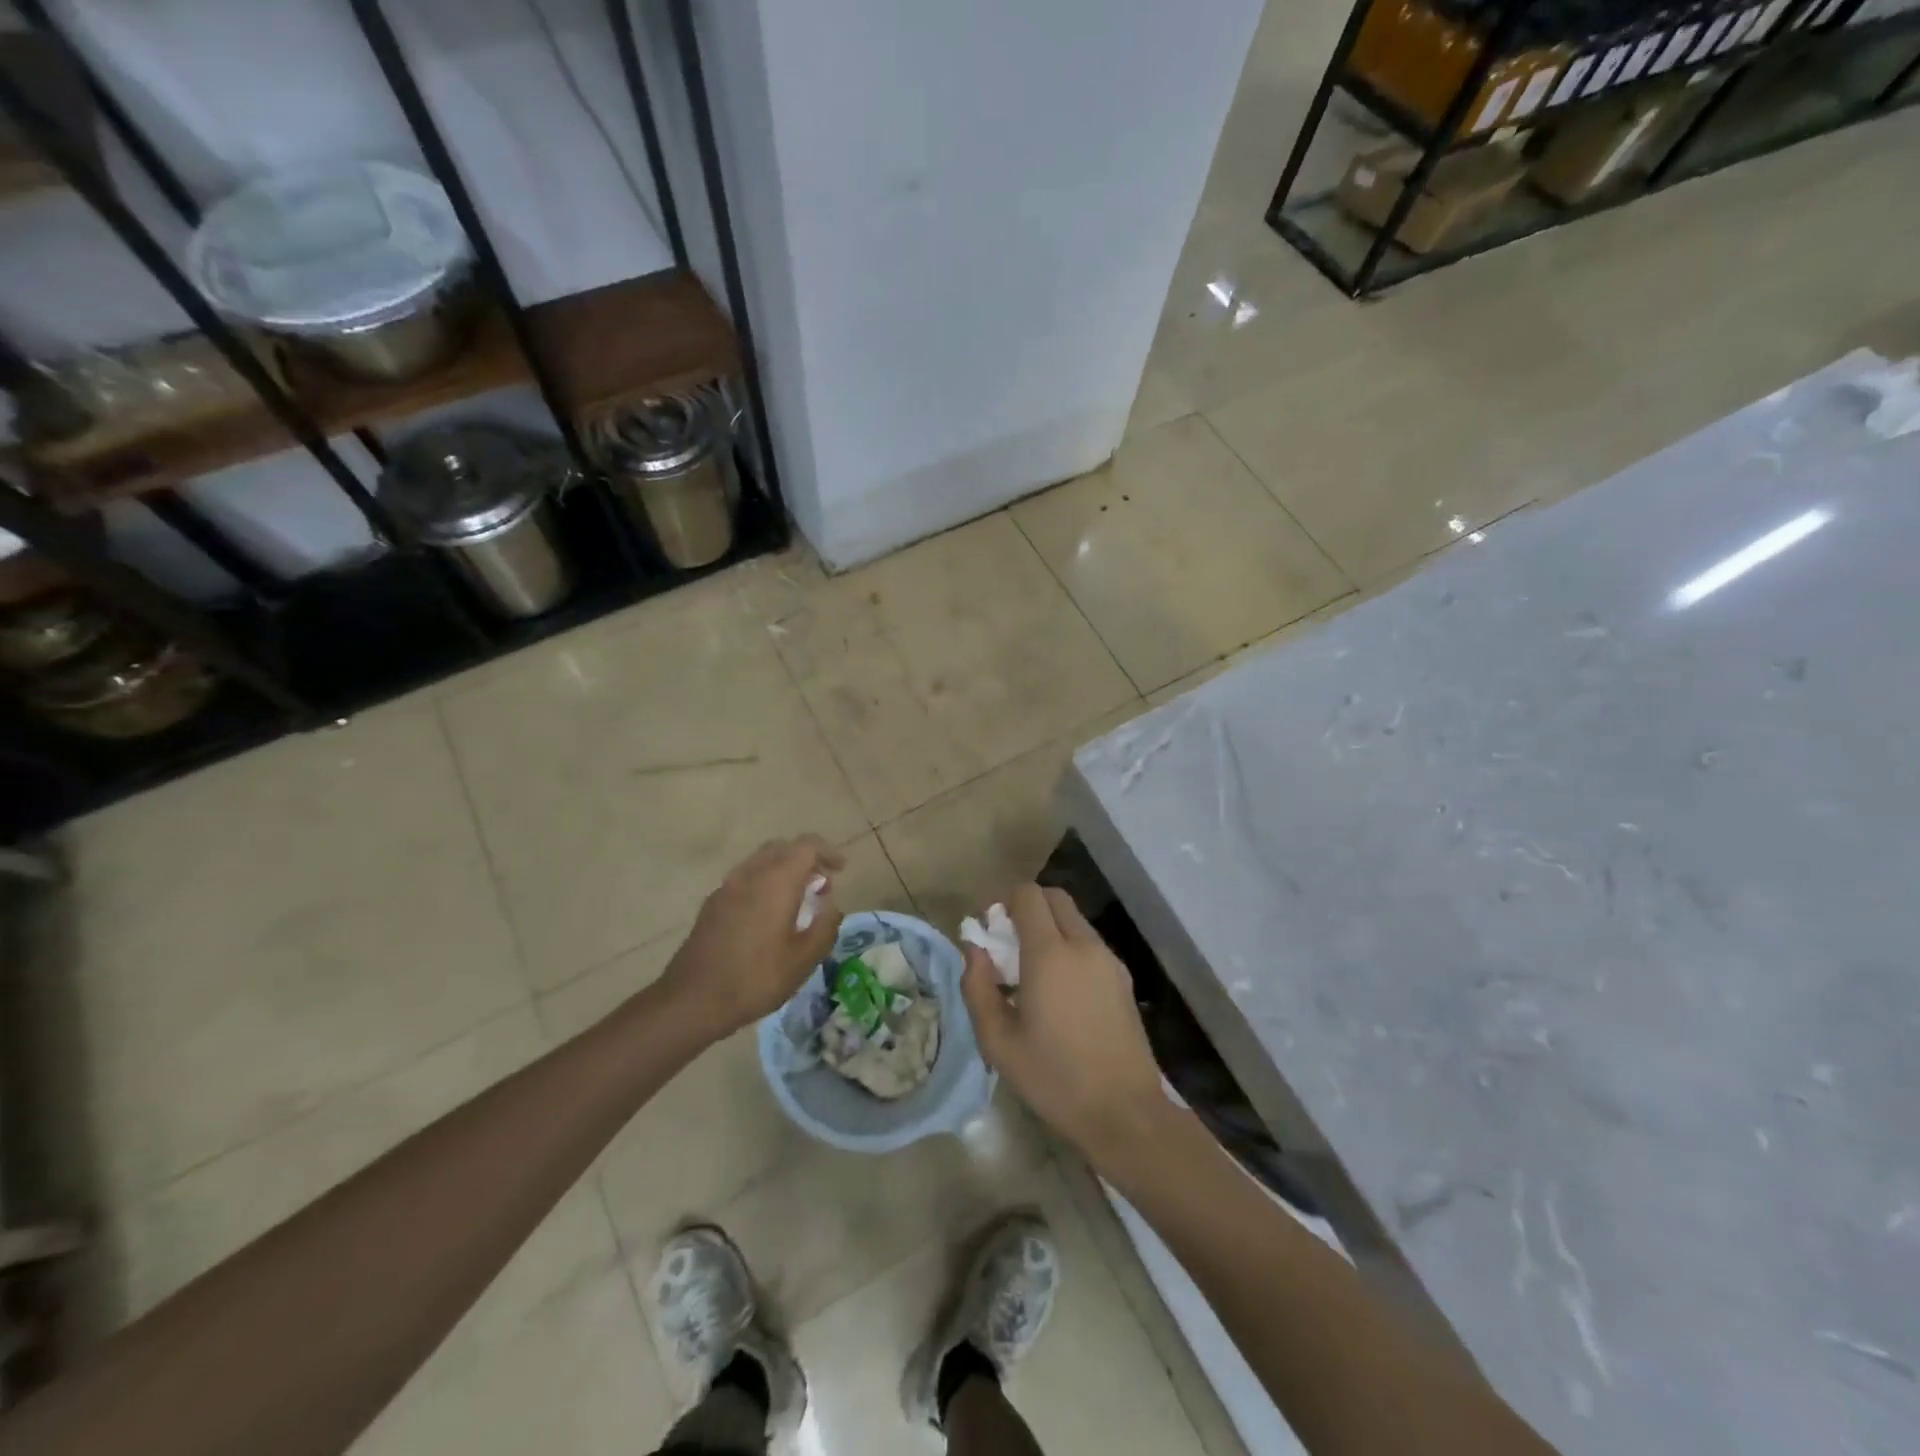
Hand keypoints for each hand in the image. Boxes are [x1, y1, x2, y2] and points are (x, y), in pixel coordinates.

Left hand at [660, 836, 844, 1039]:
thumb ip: (825, 926)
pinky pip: (745, 879)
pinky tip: (768, 916)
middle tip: (820, 885)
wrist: (693, 999)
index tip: (841, 870)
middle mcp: (751, 874)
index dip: (828, 852)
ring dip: (783, 870)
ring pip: (761, 861)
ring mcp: (727, 886)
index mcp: (777, 881)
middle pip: (783, 848)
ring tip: (797, 901)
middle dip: (806, 859)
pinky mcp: (713, 903)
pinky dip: (764, 883)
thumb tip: (831, 905)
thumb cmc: (756, 978)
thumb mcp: (804, 959)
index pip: (807, 846)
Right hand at [961, 883, 1165, 1164]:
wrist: (1124, 1112)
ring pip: (1074, 919)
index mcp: (1049, 954)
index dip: (1004, 902)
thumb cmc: (1053, 1078)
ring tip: (1034, 975)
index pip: (1027, 894)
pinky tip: (1061, 993)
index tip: (992, 933)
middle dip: (1027, 908)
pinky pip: (1089, 943)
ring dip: (1050, 928)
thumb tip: (974, 950)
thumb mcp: (998, 1041)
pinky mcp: (1123, 977)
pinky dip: (1070, 947)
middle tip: (1010, 946)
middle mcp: (1083, 945)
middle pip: (1054, 897)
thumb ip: (978, 987)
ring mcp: (1109, 959)